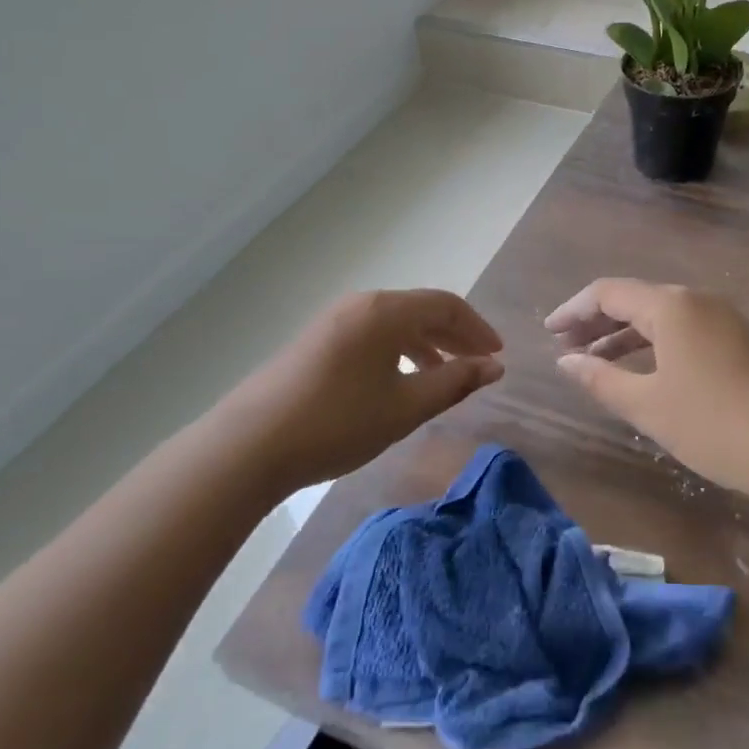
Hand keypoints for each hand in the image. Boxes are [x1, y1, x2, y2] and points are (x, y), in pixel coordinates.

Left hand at [216, 289, 503, 496]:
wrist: (251, 444)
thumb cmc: (338, 422)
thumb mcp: (405, 407)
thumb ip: (454, 383)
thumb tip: (494, 367)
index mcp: (386, 311)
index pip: (446, 304)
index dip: (477, 328)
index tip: (497, 355)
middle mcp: (361, 304)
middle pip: (421, 309)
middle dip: (455, 335)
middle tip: (479, 364)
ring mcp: (334, 319)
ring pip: (395, 323)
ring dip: (427, 344)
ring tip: (445, 375)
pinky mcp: (317, 339)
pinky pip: (372, 333)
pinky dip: (398, 350)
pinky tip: (400, 380)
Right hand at [547, 279, 748, 508]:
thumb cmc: (718, 424)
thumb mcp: (649, 406)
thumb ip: (601, 379)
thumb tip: (565, 361)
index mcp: (670, 305)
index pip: (608, 292)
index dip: (573, 310)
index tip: (548, 334)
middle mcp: (697, 301)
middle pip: (635, 300)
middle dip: (596, 323)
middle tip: (566, 349)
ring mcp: (724, 320)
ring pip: (661, 318)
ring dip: (624, 337)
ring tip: (594, 363)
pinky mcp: (742, 343)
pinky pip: (684, 333)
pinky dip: (654, 347)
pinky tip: (643, 374)